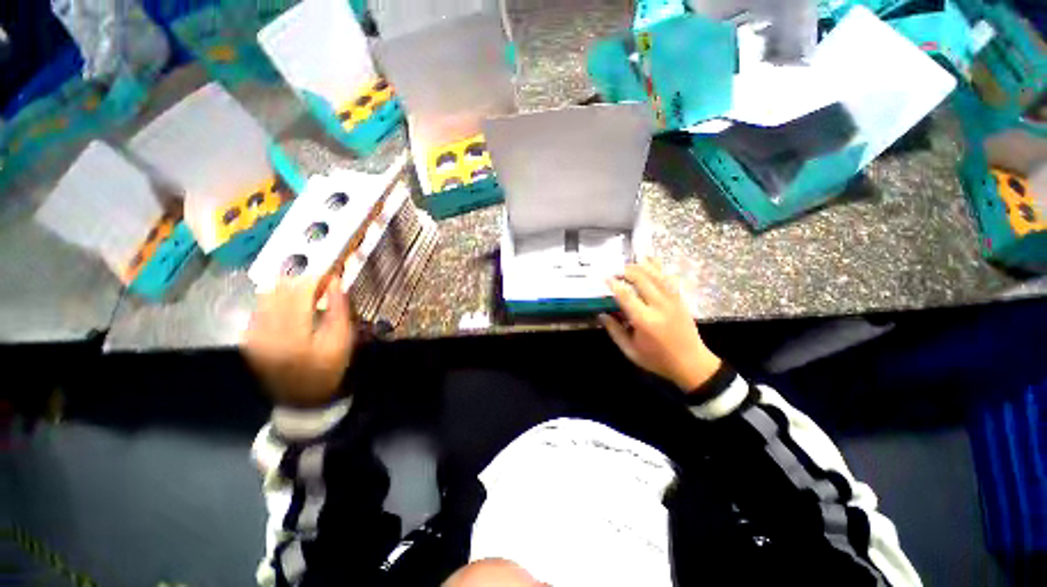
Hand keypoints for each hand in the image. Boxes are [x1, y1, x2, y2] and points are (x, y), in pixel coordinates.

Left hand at [242, 277, 355, 407]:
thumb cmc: (328, 369)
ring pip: (267, 295)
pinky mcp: (249, 337)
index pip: (300, 291)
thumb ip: (339, 309)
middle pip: (280, 289)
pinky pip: (260, 307)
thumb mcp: (342, 341)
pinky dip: (277, 300)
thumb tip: (335, 281)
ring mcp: (253, 334)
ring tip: (308, 293)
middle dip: (303, 280)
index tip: (332, 274)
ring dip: (289, 288)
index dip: (317, 278)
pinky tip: (291, 307)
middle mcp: (266, 329)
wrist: (301, 398)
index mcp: (292, 332)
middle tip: (322, 284)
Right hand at [599, 258, 721, 392]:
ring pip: (656, 275)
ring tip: (628, 265)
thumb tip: (601, 314)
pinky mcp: (680, 299)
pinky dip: (657, 268)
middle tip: (615, 270)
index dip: (614, 283)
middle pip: (642, 279)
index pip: (626, 295)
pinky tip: (649, 261)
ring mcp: (672, 300)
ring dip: (641, 266)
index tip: (604, 277)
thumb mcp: (630, 350)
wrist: (692, 364)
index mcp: (645, 321)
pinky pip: (668, 278)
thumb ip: (614, 331)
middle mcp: (659, 306)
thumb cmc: (657, 359)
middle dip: (626, 271)